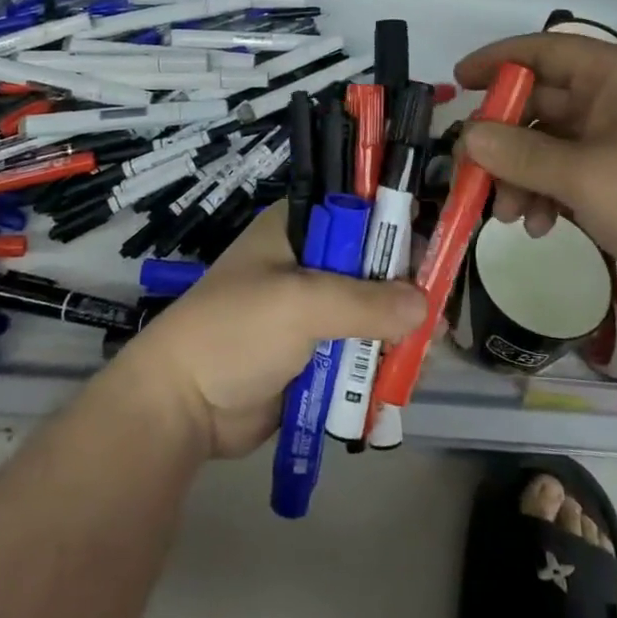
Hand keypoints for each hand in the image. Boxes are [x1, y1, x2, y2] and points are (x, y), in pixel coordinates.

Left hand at [112, 205, 427, 458]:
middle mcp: (309, 261)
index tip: (432, 259)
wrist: (182, 405)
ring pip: (372, 311)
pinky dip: (380, 362)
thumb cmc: (237, 331)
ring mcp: (312, 309)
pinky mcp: (314, 352)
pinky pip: (359, 349)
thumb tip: (426, 306)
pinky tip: (404, 377)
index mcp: (299, 228)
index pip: (361, 212)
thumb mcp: (302, 304)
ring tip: (423, 356)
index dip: (398, 230)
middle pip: (374, 265)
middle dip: (405, 292)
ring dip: (397, 333)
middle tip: (434, 321)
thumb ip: (366, 303)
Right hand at [455, 33, 616, 320]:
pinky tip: (540, 227)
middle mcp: (616, 101)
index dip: (496, 61)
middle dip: (502, 142)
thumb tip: (467, 136)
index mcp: (612, 77)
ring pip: (553, 146)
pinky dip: (550, 196)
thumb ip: (520, 155)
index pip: (541, 51)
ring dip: (523, 176)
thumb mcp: (586, 177)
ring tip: (507, 217)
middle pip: (540, 106)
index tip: (457, 83)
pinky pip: (574, 176)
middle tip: (472, 178)